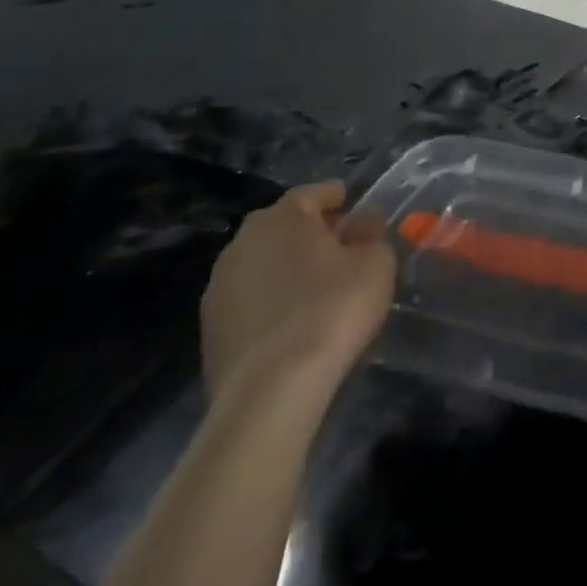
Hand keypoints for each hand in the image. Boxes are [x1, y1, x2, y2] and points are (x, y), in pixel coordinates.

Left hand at [201, 182, 396, 403]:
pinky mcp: (210, 330)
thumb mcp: (376, 264)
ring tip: (319, 289)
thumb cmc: (331, 310)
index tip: (357, 209)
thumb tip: (363, 228)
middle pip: (285, 227)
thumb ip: (372, 237)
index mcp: (282, 217)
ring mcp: (219, 288)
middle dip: (313, 233)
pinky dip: (272, 302)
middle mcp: (242, 242)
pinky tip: (295, 323)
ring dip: (289, 269)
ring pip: (264, 264)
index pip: (314, 193)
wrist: (270, 392)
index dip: (339, 198)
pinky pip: (251, 301)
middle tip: (344, 249)